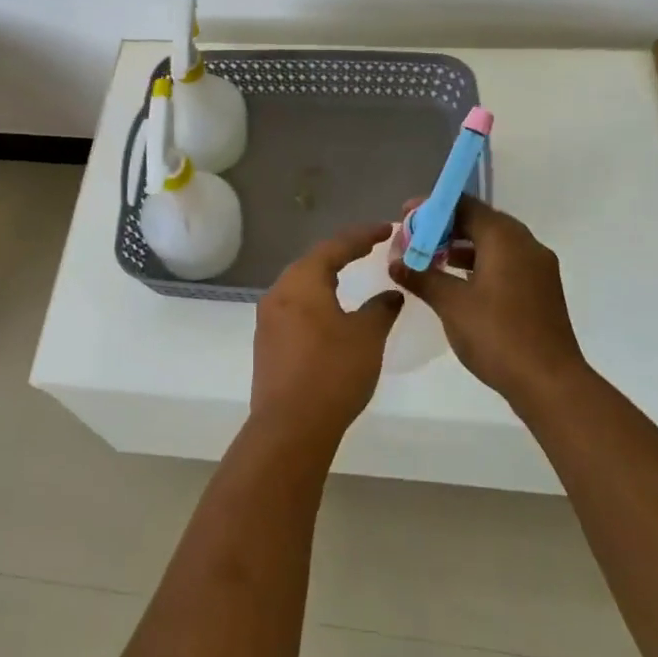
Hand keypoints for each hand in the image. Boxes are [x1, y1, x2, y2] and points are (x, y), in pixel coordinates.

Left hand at [251, 223, 402, 446]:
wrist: (290, 427)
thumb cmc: (333, 372)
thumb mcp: (367, 336)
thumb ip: (381, 308)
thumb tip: (391, 293)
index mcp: (302, 280)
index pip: (335, 246)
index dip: (362, 236)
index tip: (386, 229)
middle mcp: (279, 291)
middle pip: (313, 262)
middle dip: (342, 253)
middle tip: (369, 248)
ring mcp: (268, 318)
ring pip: (301, 285)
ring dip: (326, 277)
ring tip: (351, 276)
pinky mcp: (266, 342)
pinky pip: (294, 308)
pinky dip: (315, 300)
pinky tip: (330, 312)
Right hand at [389, 195, 587, 412]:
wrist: (550, 383)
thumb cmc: (497, 335)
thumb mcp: (451, 304)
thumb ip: (422, 277)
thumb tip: (396, 262)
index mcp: (505, 238)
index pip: (464, 205)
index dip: (432, 208)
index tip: (406, 216)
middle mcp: (525, 244)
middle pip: (480, 221)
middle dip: (445, 228)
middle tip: (414, 239)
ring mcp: (538, 267)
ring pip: (494, 243)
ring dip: (461, 247)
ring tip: (429, 260)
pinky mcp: (541, 289)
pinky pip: (506, 262)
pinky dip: (480, 264)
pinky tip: (458, 282)